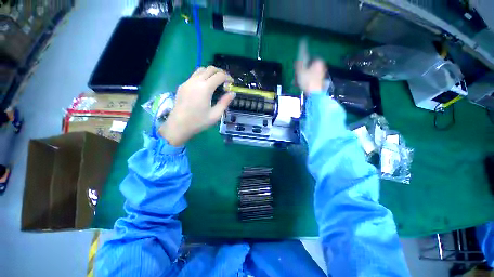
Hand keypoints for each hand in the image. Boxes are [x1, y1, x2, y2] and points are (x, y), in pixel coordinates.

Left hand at [159, 66, 234, 145]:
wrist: (179, 125)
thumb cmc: (199, 121)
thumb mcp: (216, 114)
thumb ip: (225, 102)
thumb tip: (232, 93)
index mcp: (205, 88)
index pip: (219, 76)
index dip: (228, 77)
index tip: (232, 83)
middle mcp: (196, 81)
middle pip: (210, 69)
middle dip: (220, 72)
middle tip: (225, 80)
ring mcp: (187, 82)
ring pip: (201, 70)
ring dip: (210, 72)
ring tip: (216, 81)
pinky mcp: (182, 85)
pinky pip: (194, 75)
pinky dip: (202, 76)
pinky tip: (205, 86)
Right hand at [295, 59, 326, 93]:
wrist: (314, 93)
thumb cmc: (307, 81)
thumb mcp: (300, 71)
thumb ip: (298, 64)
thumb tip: (298, 58)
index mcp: (318, 62)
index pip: (309, 58)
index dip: (302, 62)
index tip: (297, 68)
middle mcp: (321, 66)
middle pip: (308, 67)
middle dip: (301, 71)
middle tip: (295, 77)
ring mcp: (321, 74)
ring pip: (309, 73)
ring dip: (302, 77)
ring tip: (296, 83)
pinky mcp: (319, 81)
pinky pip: (311, 79)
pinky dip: (306, 81)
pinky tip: (300, 85)